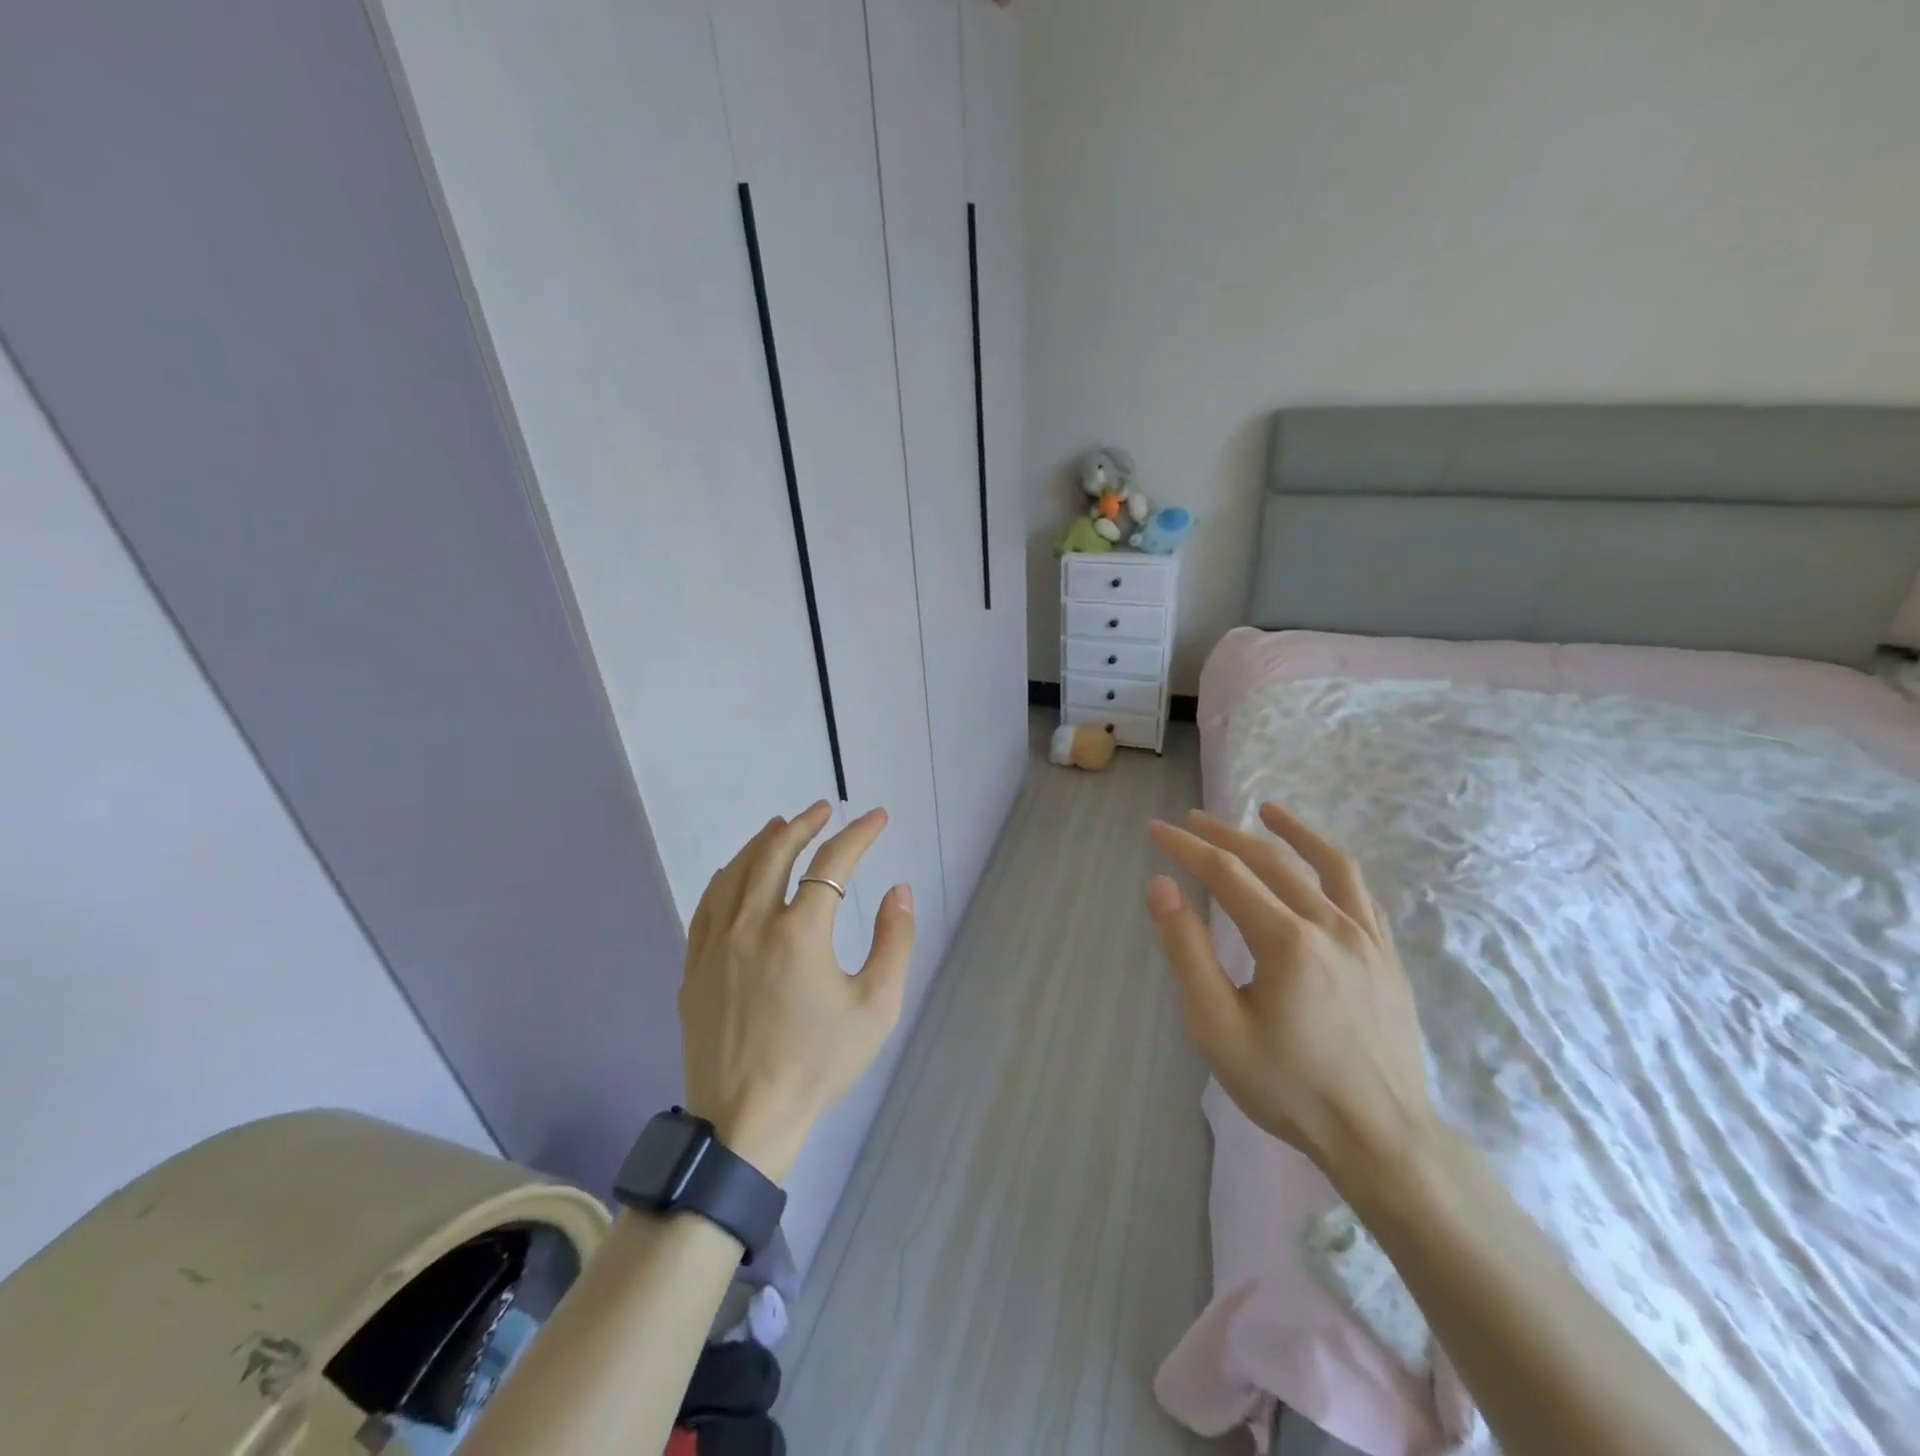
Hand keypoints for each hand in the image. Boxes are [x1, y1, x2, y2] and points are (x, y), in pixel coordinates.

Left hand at [679, 802, 914, 1182]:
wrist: (745, 1122)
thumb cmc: (818, 1065)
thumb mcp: (876, 1007)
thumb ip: (893, 942)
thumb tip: (898, 891)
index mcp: (799, 933)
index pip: (833, 864)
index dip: (859, 834)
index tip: (877, 817)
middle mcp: (752, 925)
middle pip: (774, 853)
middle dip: (803, 824)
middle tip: (823, 810)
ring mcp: (716, 945)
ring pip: (735, 872)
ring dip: (761, 843)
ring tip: (782, 826)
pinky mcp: (694, 967)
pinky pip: (708, 905)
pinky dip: (727, 877)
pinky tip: (735, 874)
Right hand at [1146, 804, 1436, 1188]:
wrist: (1382, 1138)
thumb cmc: (1289, 1086)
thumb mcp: (1217, 1026)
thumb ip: (1187, 950)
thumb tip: (1162, 887)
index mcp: (1287, 941)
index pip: (1226, 873)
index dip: (1187, 847)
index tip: (1157, 830)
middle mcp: (1330, 924)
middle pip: (1270, 861)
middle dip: (1224, 835)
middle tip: (1191, 820)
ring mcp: (1366, 938)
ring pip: (1327, 865)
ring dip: (1292, 832)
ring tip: (1266, 810)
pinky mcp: (1387, 957)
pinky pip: (1360, 893)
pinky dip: (1334, 865)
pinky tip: (1321, 863)